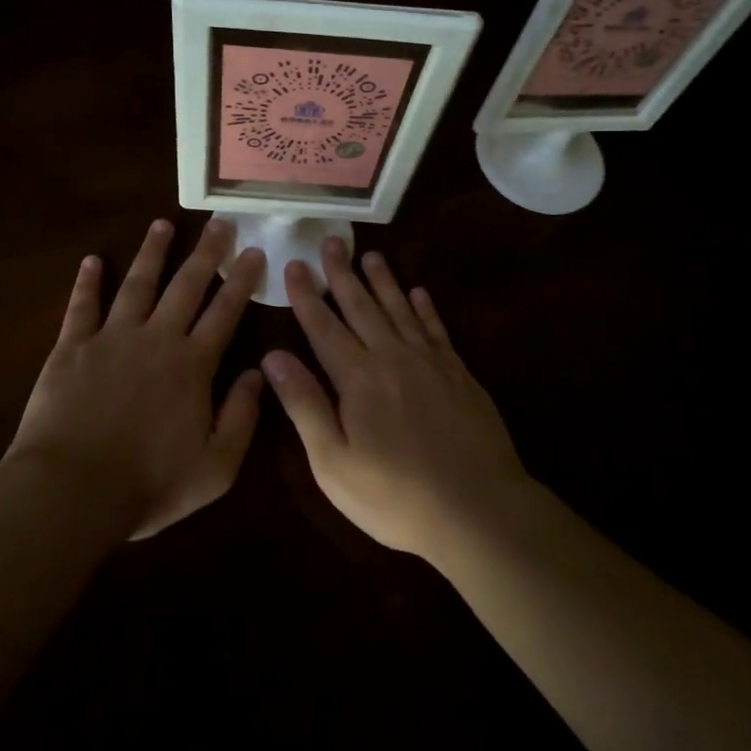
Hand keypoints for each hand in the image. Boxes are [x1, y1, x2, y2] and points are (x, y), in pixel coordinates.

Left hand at [4, 218, 265, 539]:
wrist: (71, 491)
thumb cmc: (148, 484)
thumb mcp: (216, 467)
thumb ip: (242, 417)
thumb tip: (259, 372)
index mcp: (192, 365)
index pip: (224, 312)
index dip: (241, 280)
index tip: (253, 251)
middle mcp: (156, 339)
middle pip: (186, 286)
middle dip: (206, 252)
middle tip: (219, 222)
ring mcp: (111, 338)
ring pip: (138, 284)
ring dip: (152, 252)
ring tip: (163, 224)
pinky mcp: (71, 348)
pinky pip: (81, 306)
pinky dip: (87, 281)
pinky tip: (92, 260)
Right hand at [261, 239, 530, 562]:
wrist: (478, 509)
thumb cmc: (395, 496)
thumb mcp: (334, 463)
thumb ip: (305, 405)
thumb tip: (273, 356)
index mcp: (357, 378)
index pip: (323, 327)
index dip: (306, 295)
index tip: (294, 264)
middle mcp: (392, 358)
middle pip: (362, 306)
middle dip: (342, 274)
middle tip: (332, 241)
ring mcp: (430, 362)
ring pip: (400, 309)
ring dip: (383, 280)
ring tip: (370, 254)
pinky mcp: (459, 373)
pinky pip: (437, 329)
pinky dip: (426, 308)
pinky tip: (419, 292)